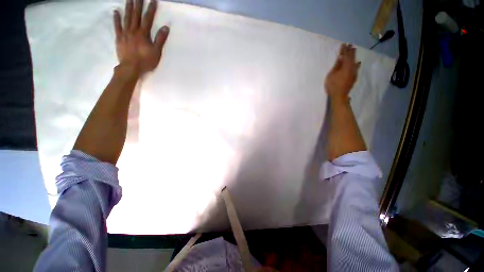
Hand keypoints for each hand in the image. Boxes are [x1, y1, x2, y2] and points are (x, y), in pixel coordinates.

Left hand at [113, 0, 169, 75]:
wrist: (131, 68)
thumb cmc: (145, 61)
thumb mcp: (156, 52)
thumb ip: (160, 39)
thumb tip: (165, 27)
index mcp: (143, 34)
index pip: (148, 19)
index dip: (150, 9)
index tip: (152, 0)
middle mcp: (134, 30)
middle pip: (136, 15)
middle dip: (138, 4)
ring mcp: (125, 33)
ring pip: (126, 18)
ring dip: (128, 8)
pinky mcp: (119, 38)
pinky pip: (117, 26)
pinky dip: (116, 18)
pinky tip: (116, 11)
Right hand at [324, 44, 360, 99]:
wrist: (339, 96)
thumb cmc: (333, 85)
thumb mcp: (331, 75)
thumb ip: (336, 66)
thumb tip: (340, 58)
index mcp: (346, 66)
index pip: (346, 55)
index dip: (345, 50)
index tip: (344, 44)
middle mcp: (352, 68)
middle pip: (352, 58)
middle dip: (350, 51)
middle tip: (350, 45)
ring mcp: (354, 73)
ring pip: (355, 62)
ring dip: (354, 57)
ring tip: (354, 51)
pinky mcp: (353, 78)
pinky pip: (356, 68)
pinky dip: (356, 64)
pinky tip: (357, 63)